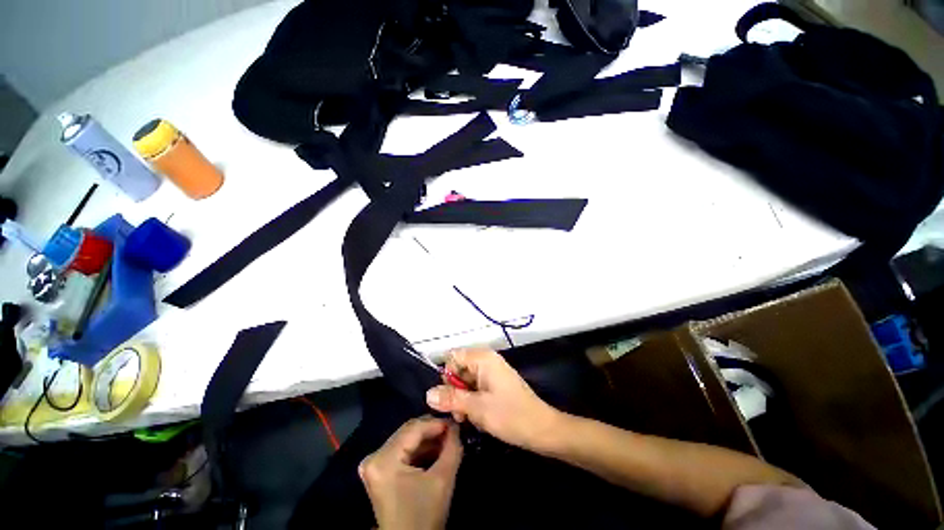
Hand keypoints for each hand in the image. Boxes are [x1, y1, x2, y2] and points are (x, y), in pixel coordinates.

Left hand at [359, 417, 462, 529]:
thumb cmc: (424, 516)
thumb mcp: (442, 480)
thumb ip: (452, 447)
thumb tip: (456, 425)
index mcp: (384, 459)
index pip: (414, 428)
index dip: (437, 423)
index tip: (455, 422)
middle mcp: (375, 457)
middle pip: (409, 432)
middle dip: (433, 430)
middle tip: (453, 430)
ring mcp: (375, 464)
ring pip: (407, 440)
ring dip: (428, 439)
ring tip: (448, 440)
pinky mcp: (379, 471)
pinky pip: (403, 450)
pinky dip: (420, 449)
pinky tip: (436, 451)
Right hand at [426, 348, 560, 451]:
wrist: (541, 429)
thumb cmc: (510, 415)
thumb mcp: (477, 408)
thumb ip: (451, 398)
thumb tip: (428, 394)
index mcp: (483, 358)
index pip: (453, 356)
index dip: (447, 376)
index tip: (448, 397)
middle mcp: (487, 360)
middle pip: (459, 369)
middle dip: (455, 391)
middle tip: (459, 414)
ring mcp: (492, 371)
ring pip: (466, 380)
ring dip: (463, 399)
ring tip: (469, 418)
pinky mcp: (496, 383)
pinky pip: (476, 387)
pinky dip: (473, 401)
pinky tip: (478, 416)